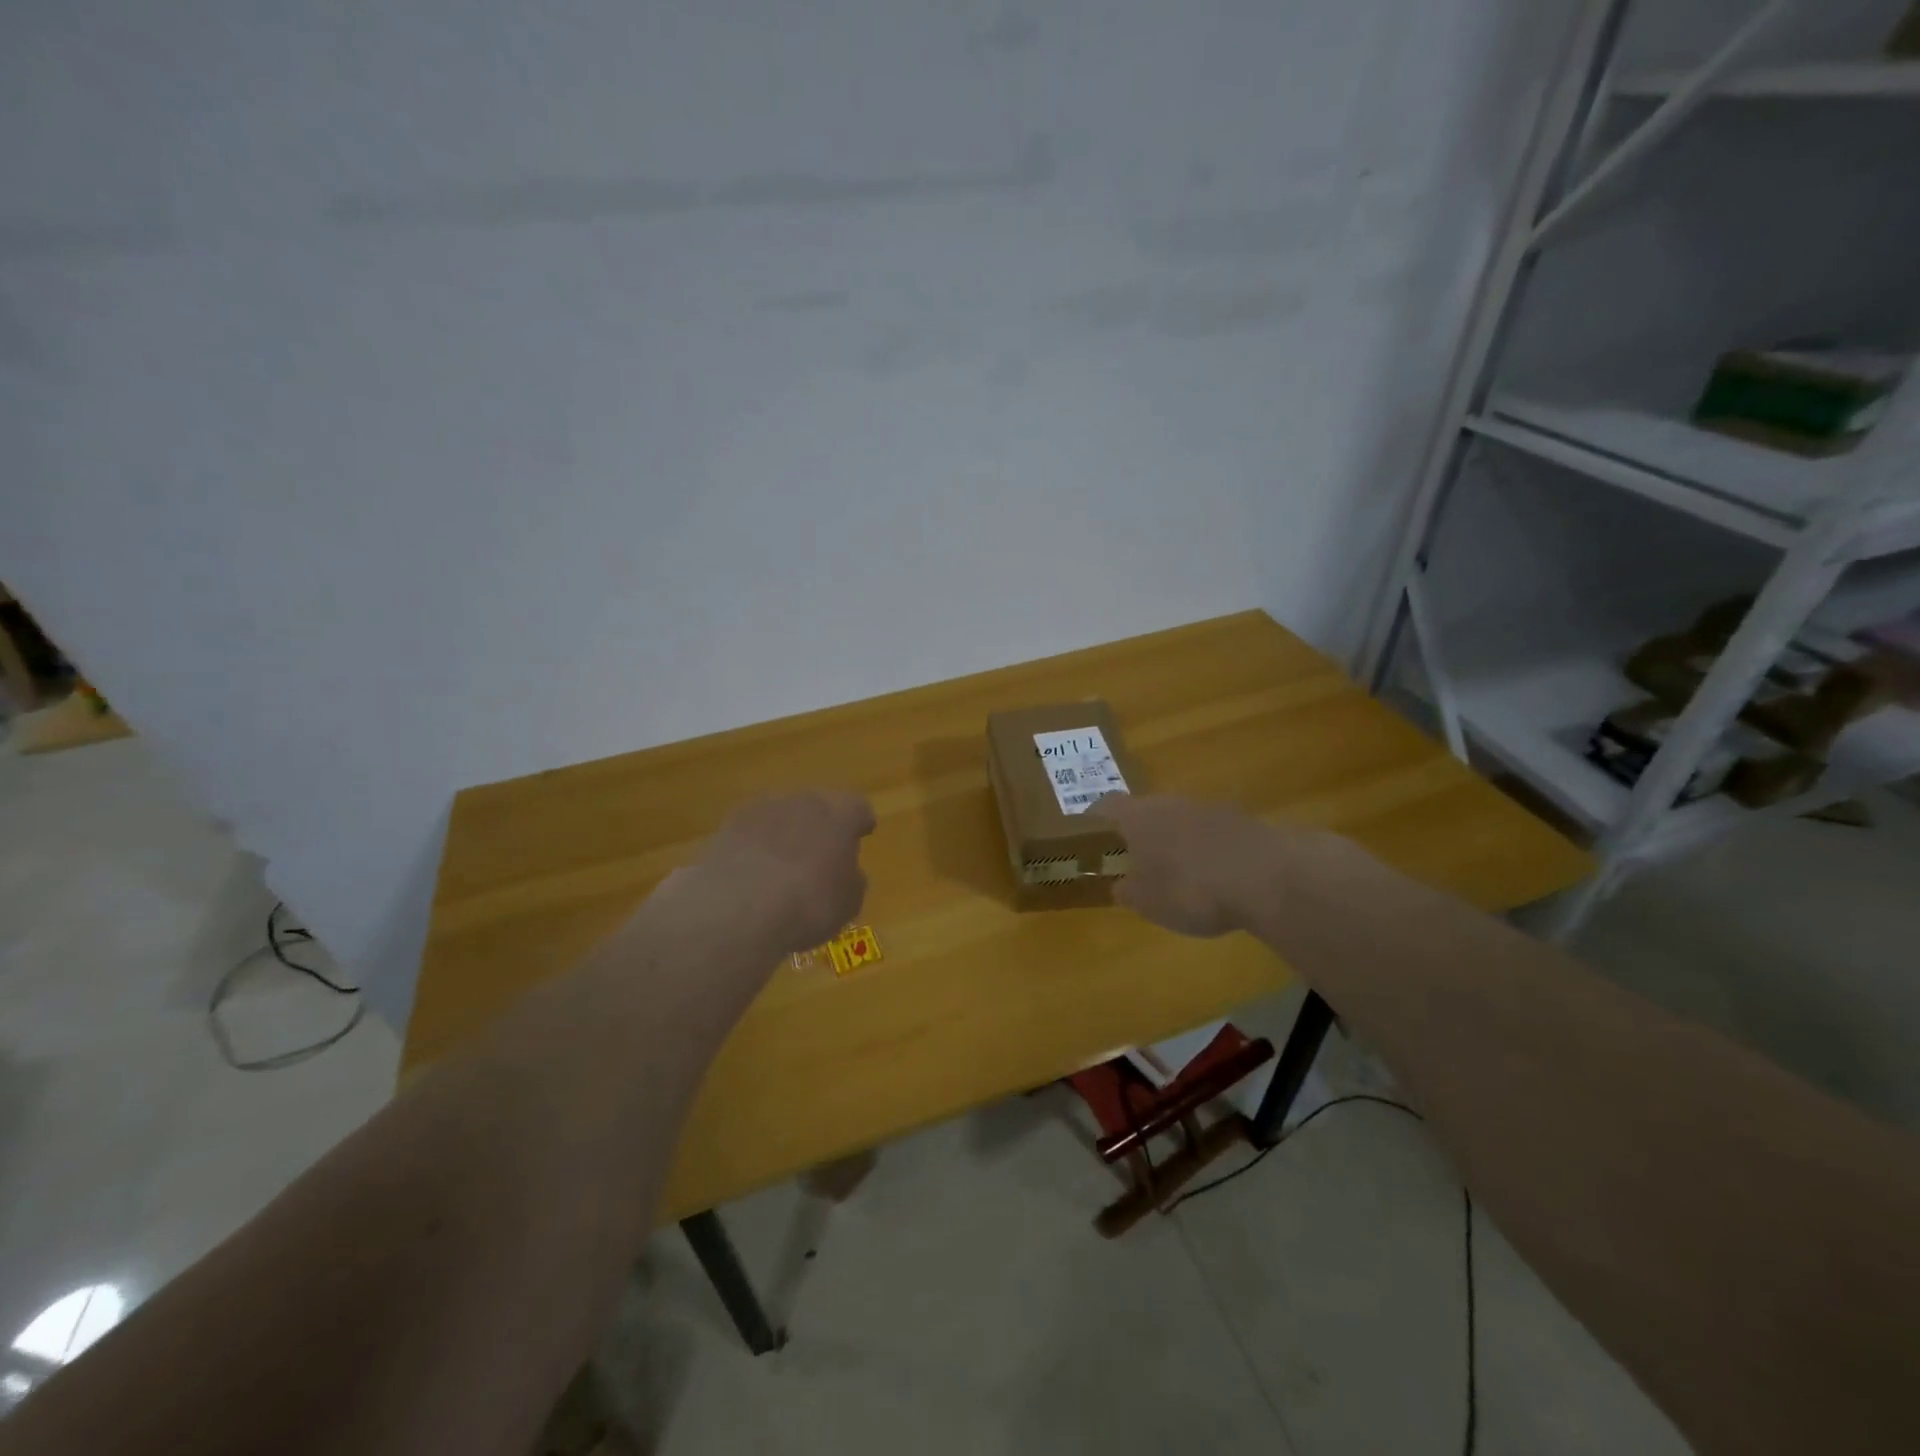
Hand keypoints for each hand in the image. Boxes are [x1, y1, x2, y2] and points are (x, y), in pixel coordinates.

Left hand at [685, 790, 875, 956]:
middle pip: (816, 806)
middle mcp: (802, 801)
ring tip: (782, 866)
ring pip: (780, 816)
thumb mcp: (847, 903)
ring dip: (784, 834)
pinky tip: (752, 875)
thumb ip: (851, 881)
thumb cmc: (809, 905)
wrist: (738, 909)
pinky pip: (750, 834)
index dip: (859, 822)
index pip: (857, 807)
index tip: (861, 835)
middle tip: (820, 853)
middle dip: (820, 825)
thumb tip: (845, 873)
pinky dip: (754, 848)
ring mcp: (760, 810)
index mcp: (840, 815)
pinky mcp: (726, 827)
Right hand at [1089, 793, 1271, 937]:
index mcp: (1136, 816)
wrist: (1266, 876)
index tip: (1090, 841)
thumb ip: (1128, 891)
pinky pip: (1210, 831)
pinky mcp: (1240, 819)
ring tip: (1177, 874)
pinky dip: (1205, 849)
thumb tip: (1120, 885)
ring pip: (1178, 819)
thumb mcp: (1147, 902)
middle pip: (1144, 810)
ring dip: (1174, 840)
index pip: (1104, 807)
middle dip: (1137, 834)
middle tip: (1134, 863)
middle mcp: (1168, 802)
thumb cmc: (1190, 888)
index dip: (1094, 822)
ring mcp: (1207, 806)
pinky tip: (1214, 877)